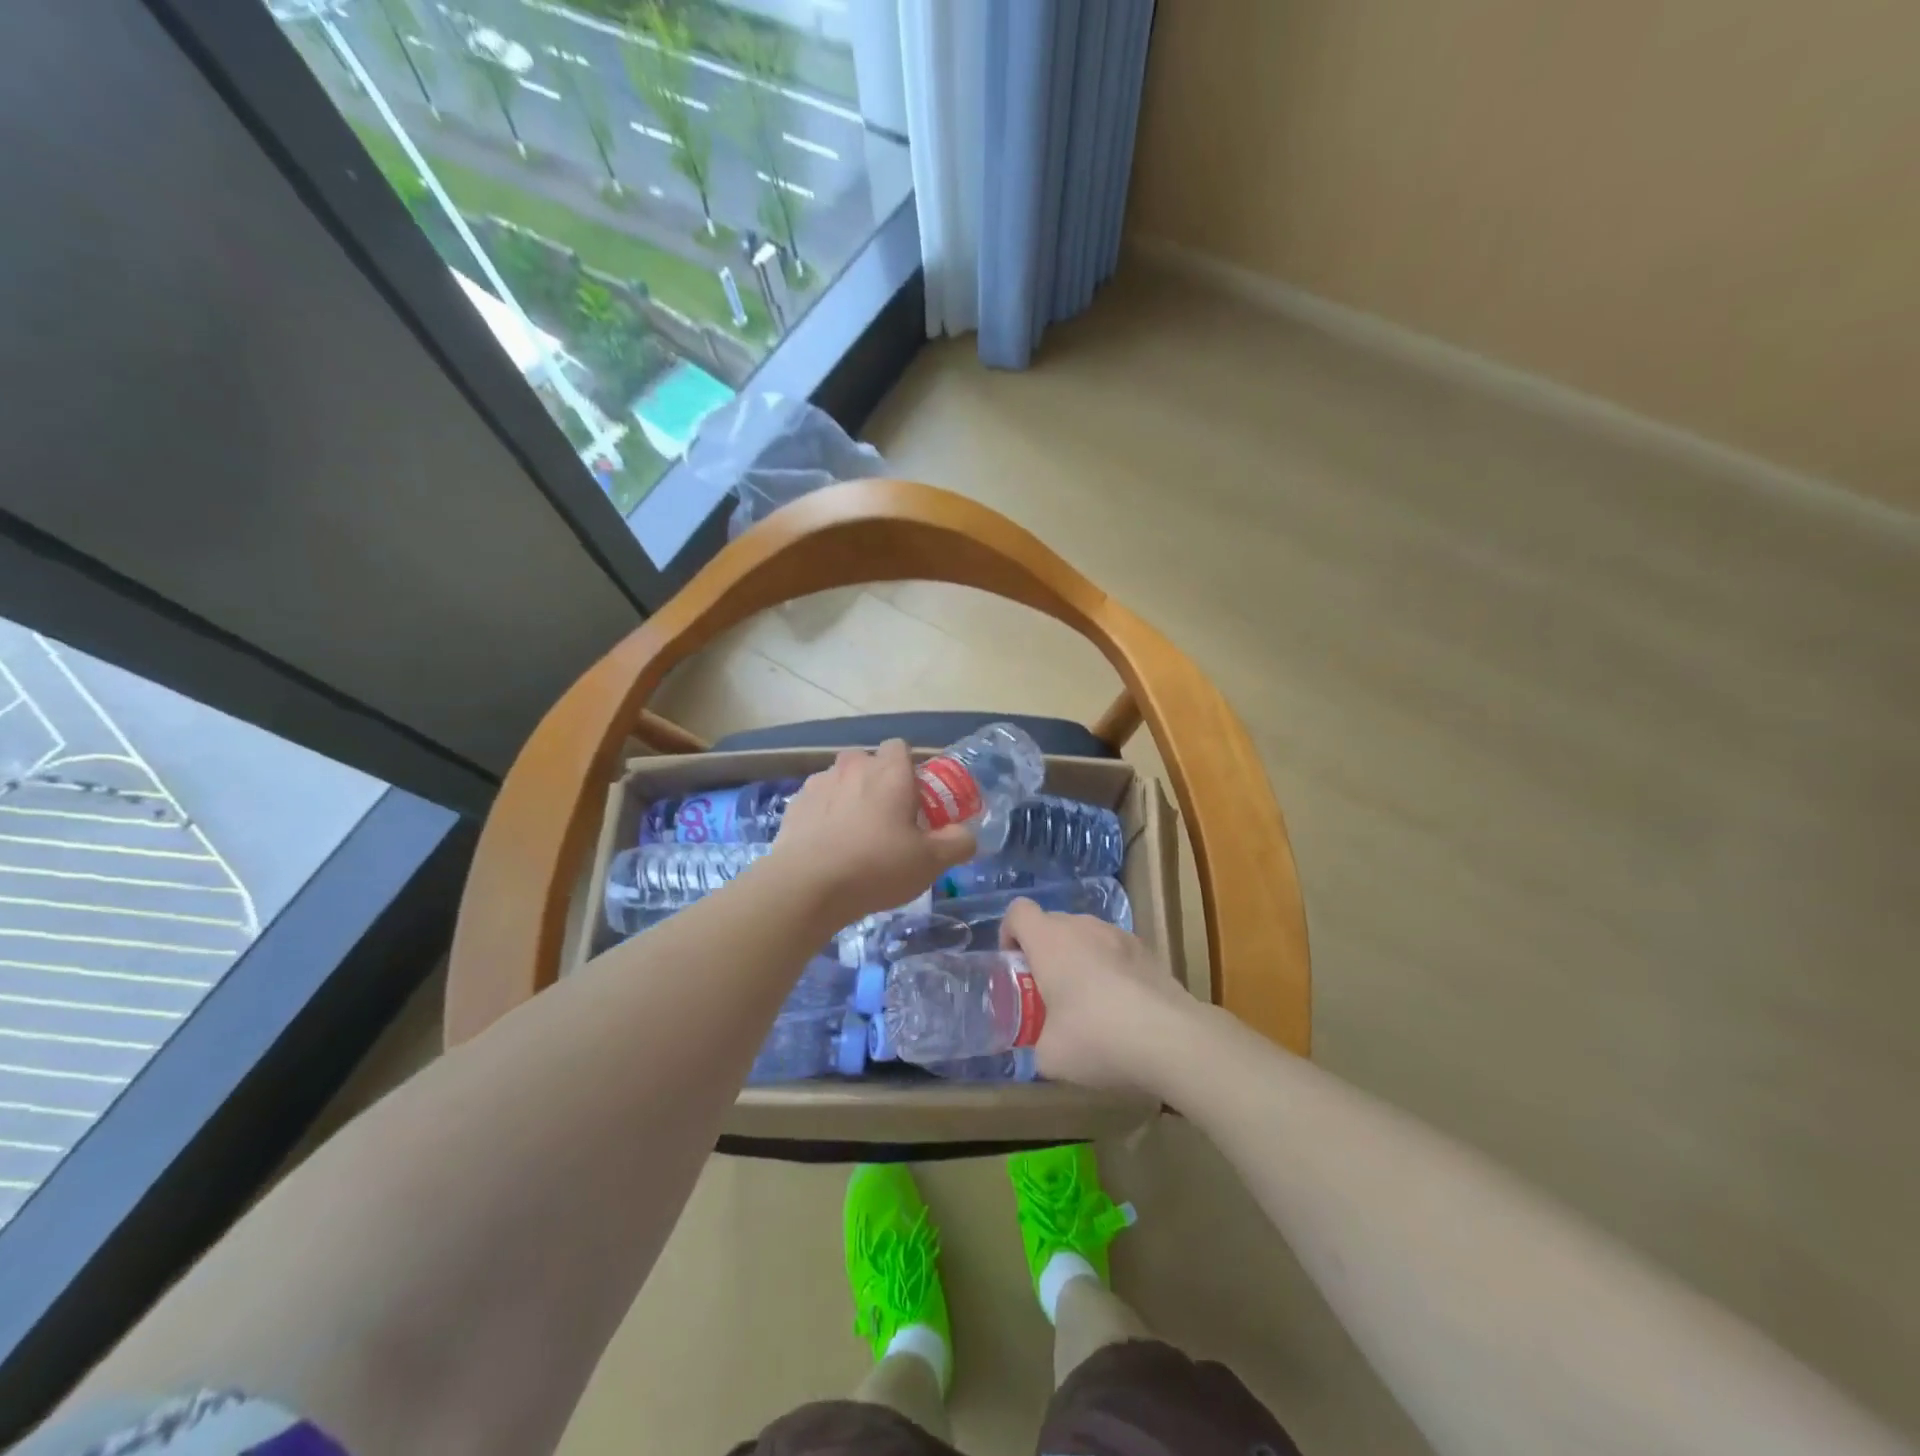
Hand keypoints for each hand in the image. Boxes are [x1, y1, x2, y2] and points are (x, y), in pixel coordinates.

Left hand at [769, 740, 975, 927]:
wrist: (807, 886)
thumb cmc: (877, 866)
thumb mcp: (931, 861)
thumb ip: (957, 843)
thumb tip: (966, 835)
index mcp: (889, 771)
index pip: (900, 747)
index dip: (909, 770)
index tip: (914, 800)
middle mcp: (853, 766)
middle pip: (868, 762)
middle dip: (877, 783)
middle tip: (887, 820)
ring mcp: (819, 783)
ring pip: (840, 781)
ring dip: (849, 798)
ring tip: (853, 837)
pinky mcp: (794, 804)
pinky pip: (817, 802)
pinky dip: (824, 816)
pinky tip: (827, 847)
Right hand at [999, 900, 1194, 1095]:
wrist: (1170, 1038)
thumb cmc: (1096, 1037)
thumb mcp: (1050, 1056)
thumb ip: (1038, 1043)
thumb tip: (1044, 1046)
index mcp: (1049, 941)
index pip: (1018, 911)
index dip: (1010, 934)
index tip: (1015, 967)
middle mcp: (1082, 926)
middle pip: (1052, 923)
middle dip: (1044, 951)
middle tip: (1048, 992)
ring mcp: (1119, 934)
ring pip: (1086, 935)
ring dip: (1078, 957)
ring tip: (1087, 1000)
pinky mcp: (1147, 950)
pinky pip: (1115, 949)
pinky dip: (1109, 967)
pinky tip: (1121, 1005)